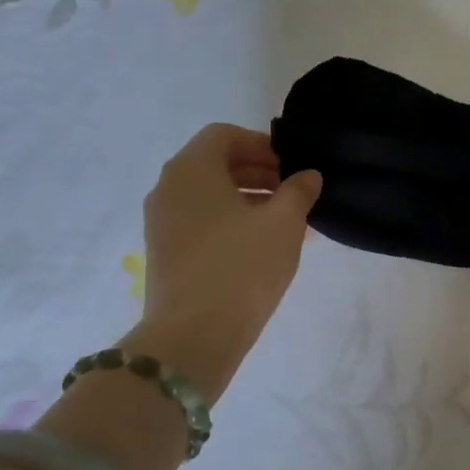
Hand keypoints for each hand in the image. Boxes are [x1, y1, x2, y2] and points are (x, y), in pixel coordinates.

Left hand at [126, 124, 320, 399]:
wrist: (195, 334)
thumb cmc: (242, 266)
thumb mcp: (284, 224)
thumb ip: (299, 192)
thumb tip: (308, 176)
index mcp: (192, 169)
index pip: (224, 135)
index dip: (262, 144)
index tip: (292, 167)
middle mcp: (168, 188)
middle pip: (214, 165)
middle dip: (257, 173)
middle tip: (294, 193)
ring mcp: (161, 223)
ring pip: (209, 197)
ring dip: (248, 200)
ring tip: (286, 223)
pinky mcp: (165, 253)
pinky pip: (201, 223)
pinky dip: (231, 223)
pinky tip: (262, 247)